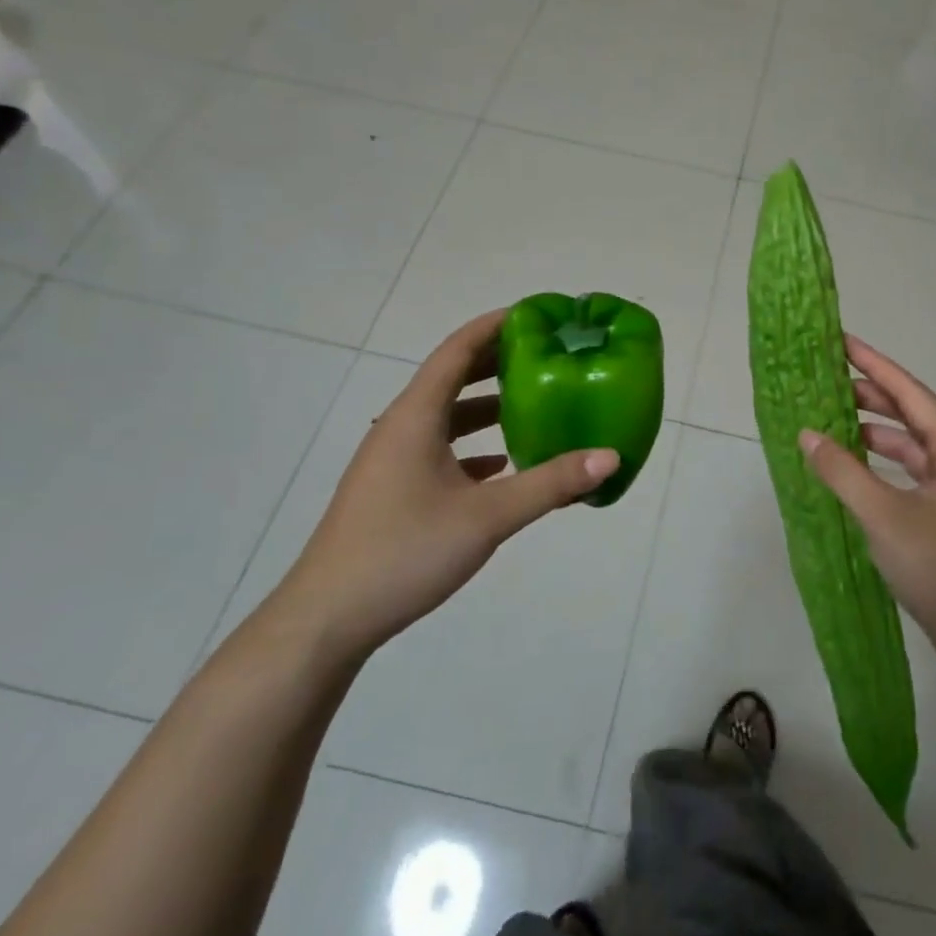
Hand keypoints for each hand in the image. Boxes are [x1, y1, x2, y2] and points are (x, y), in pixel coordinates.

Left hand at [271, 310, 619, 658]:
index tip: (537, 315)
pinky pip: (438, 449)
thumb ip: (550, 484)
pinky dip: (472, 445)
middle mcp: (401, 426)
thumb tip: (610, 457)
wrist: (326, 620)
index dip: (496, 326)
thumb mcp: (486, 517)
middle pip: (452, 377)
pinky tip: (501, 465)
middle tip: (547, 355)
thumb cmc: (404, 552)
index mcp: (416, 416)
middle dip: (498, 362)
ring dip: (486, 406)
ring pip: (446, 416)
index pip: (458, 349)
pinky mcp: (391, 489)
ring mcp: (392, 459)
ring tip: (533, 404)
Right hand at [799, 336, 935, 673]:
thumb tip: (807, 434)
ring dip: (872, 428)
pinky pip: (906, 470)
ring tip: (830, 416)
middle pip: (910, 412)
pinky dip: (878, 460)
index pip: (910, 392)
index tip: (841, 341)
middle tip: (826, 378)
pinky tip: (850, 463)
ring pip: (908, 442)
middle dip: (870, 393)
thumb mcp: (884, 516)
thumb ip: (843, 472)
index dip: (874, 364)